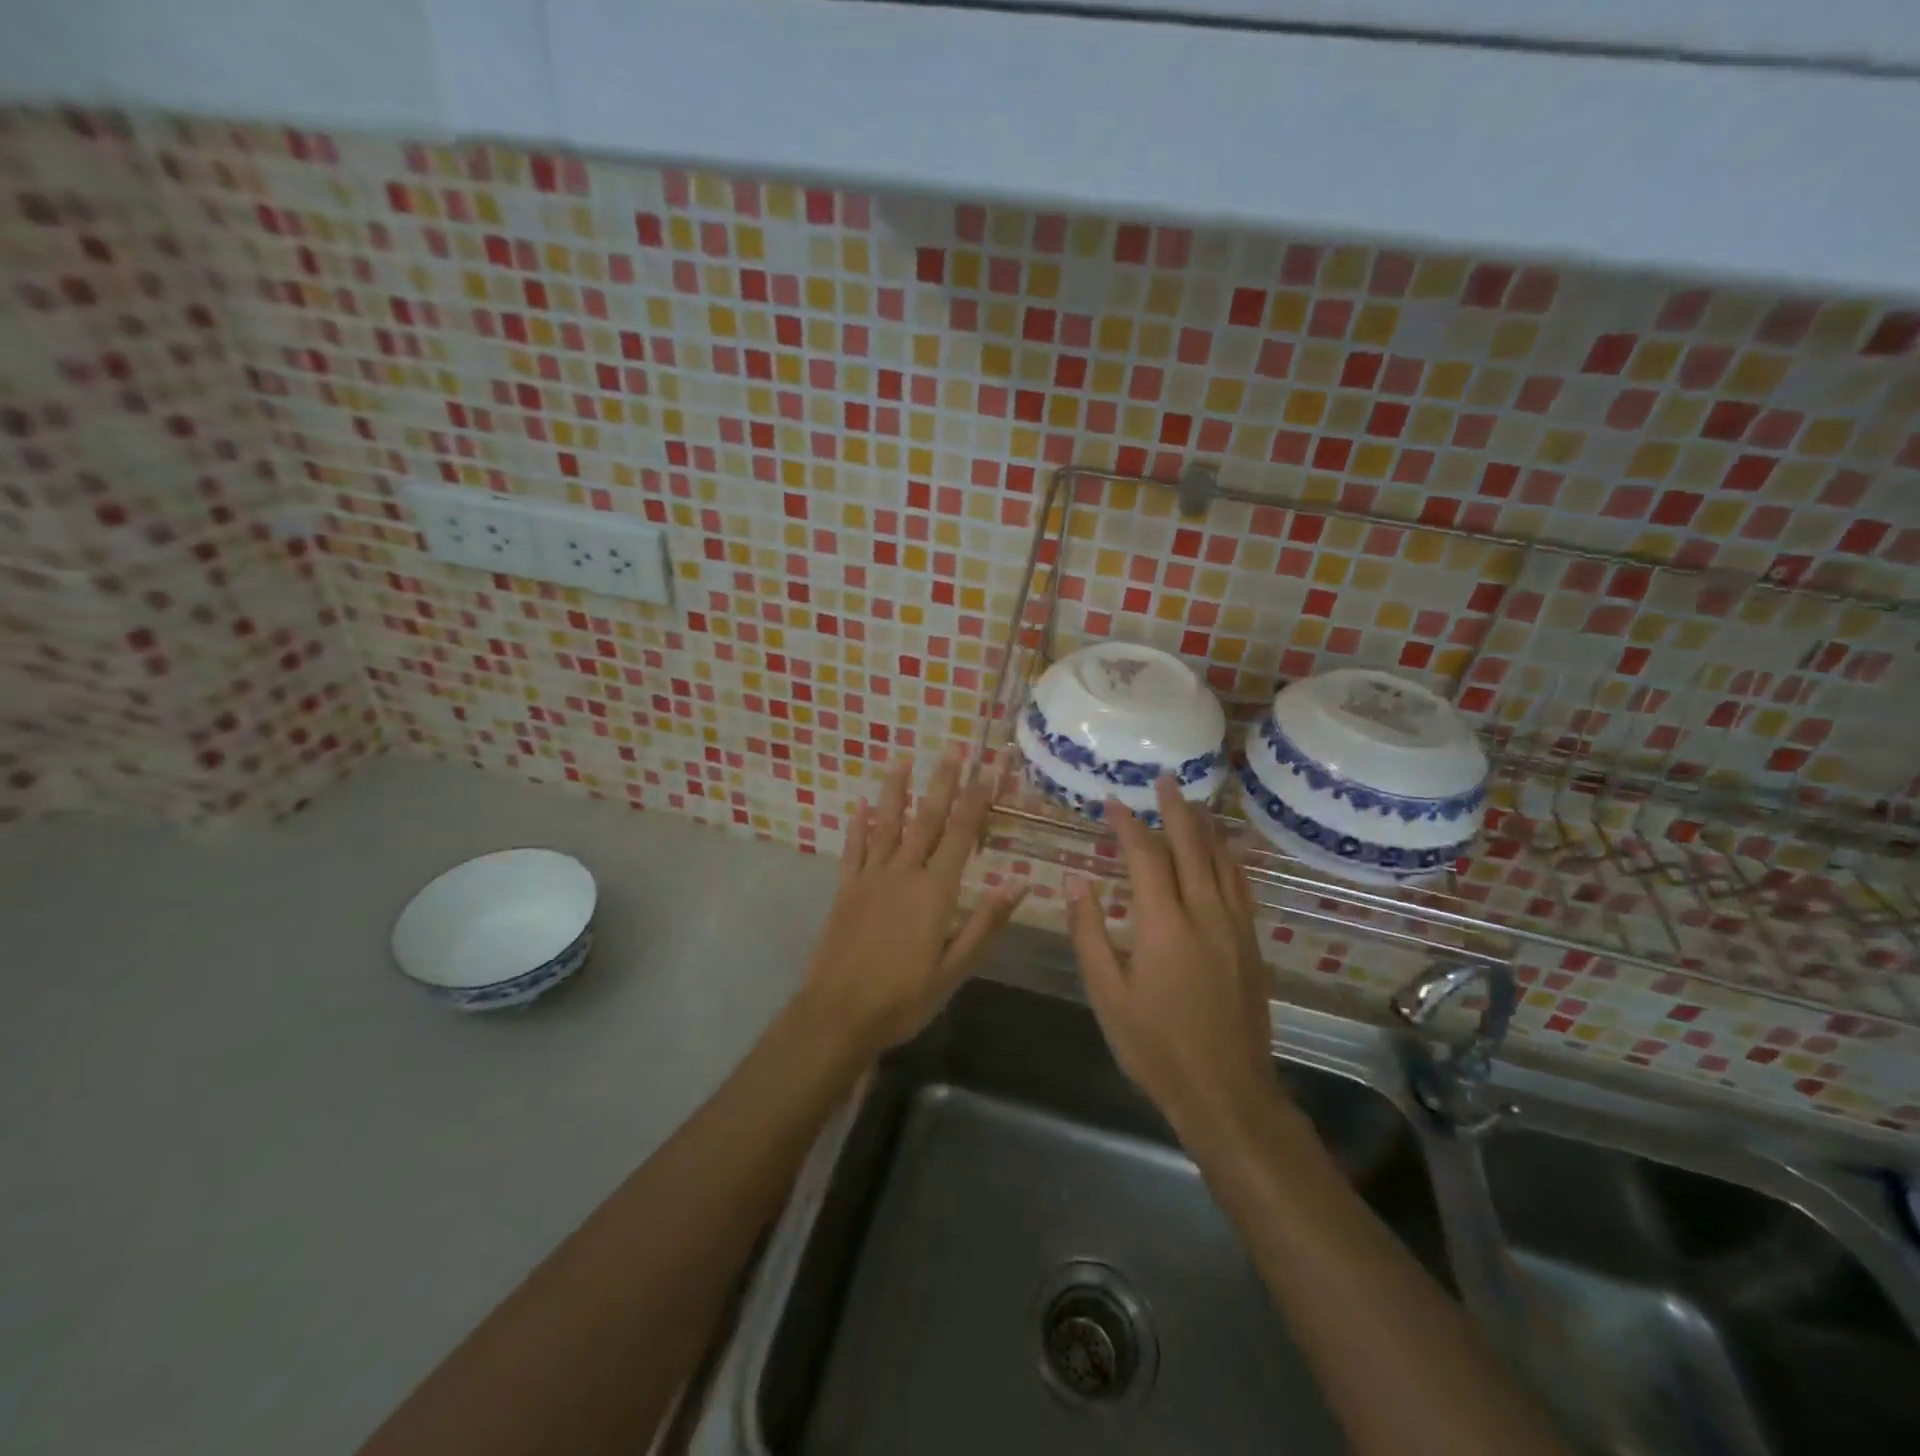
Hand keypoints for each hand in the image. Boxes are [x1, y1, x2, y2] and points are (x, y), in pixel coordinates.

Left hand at [795, 749, 1026, 1060]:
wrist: (838, 1015)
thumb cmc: (904, 997)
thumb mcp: (955, 969)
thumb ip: (985, 924)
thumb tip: (1019, 884)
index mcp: (935, 891)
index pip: (962, 834)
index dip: (977, 799)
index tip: (989, 769)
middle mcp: (903, 873)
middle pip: (927, 820)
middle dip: (943, 783)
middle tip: (953, 749)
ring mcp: (870, 879)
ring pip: (887, 825)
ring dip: (896, 791)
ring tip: (903, 760)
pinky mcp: (845, 891)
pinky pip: (854, 850)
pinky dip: (858, 826)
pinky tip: (860, 806)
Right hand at [1066, 776, 1274, 1139]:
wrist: (1227, 1091)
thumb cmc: (1156, 1046)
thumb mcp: (1107, 994)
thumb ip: (1088, 932)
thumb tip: (1075, 880)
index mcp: (1164, 924)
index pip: (1145, 856)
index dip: (1127, 825)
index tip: (1111, 802)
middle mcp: (1204, 914)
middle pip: (1192, 846)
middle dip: (1176, 809)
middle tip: (1165, 779)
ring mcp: (1235, 928)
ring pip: (1223, 862)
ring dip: (1205, 828)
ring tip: (1193, 804)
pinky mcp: (1251, 945)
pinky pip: (1241, 887)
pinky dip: (1230, 859)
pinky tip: (1227, 853)